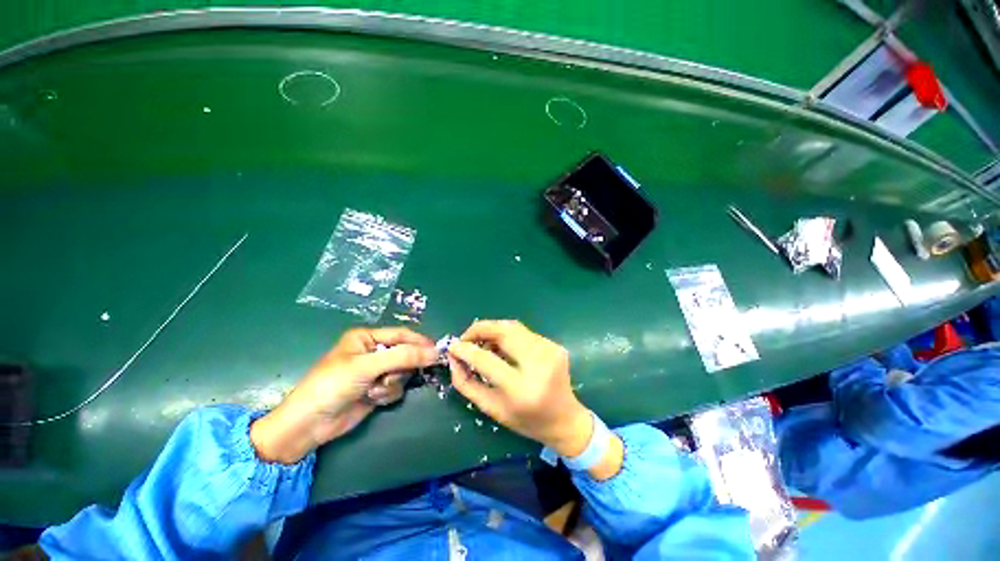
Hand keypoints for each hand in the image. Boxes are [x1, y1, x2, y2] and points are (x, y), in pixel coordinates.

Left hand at [251, 327, 436, 463]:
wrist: (308, 425)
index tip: (437, 351)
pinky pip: (396, 387)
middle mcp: (373, 352)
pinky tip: (371, 399)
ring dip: (391, 383)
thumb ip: (403, 357)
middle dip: (401, 367)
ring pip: (402, 372)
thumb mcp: (367, 366)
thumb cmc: (332, 385)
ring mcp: (375, 372)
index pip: (401, 335)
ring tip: (373, 390)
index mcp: (367, 338)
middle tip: (393, 375)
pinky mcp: (377, 389)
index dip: (419, 342)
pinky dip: (387, 394)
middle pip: (405, 354)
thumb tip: (435, 352)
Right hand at [447, 320, 593, 457]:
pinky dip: (507, 335)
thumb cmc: (526, 420)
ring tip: (482, 342)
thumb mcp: (491, 409)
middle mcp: (538, 365)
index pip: (487, 360)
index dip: (466, 350)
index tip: (453, 346)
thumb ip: (467, 383)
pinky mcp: (554, 344)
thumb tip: (454, 357)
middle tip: (467, 338)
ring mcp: (550, 351)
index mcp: (521, 389)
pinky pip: (523, 332)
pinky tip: (503, 346)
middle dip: (479, 329)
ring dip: (492, 330)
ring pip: (513, 327)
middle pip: (503, 331)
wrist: (565, 419)